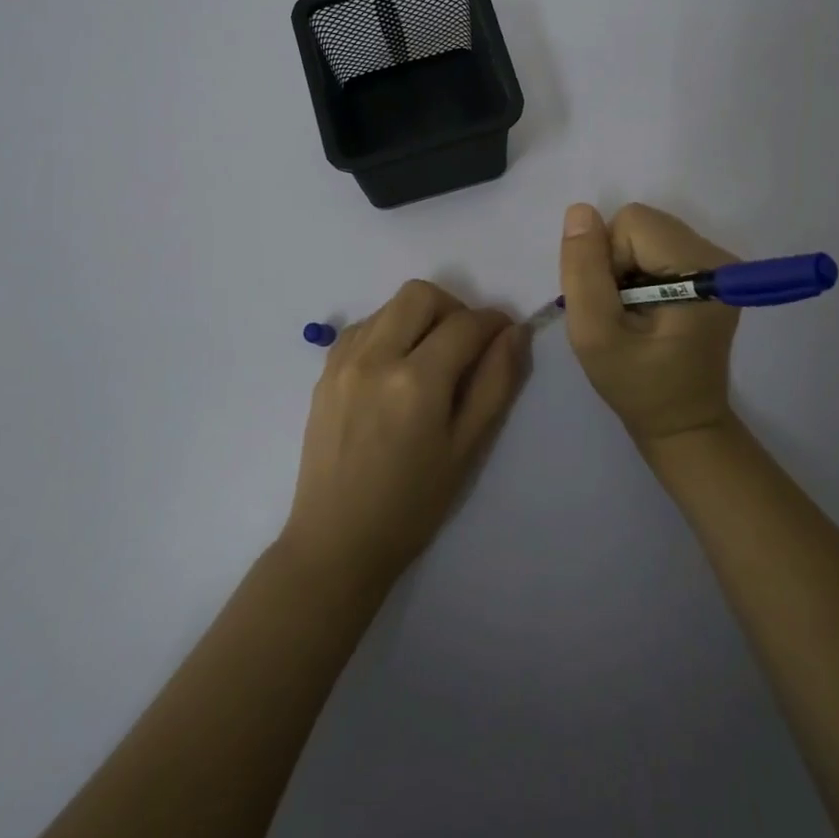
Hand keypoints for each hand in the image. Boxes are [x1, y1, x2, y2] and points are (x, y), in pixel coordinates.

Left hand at [281, 280, 529, 593]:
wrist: (336, 542)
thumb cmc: (412, 505)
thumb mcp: (467, 449)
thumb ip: (495, 383)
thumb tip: (515, 333)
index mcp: (416, 381)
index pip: (465, 324)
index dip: (493, 322)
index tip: (506, 334)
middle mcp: (375, 357)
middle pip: (420, 295)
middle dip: (453, 308)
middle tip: (466, 345)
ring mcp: (343, 361)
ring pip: (389, 306)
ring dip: (419, 318)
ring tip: (430, 358)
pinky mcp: (324, 371)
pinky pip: (362, 326)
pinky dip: (387, 330)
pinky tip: (395, 367)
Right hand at [558, 202, 740, 447]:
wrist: (682, 423)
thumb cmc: (638, 386)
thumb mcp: (595, 334)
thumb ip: (584, 271)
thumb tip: (579, 211)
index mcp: (700, 268)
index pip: (632, 224)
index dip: (607, 260)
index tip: (614, 306)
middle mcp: (716, 255)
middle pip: (640, 224)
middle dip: (616, 261)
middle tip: (621, 311)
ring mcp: (715, 262)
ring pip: (644, 232)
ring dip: (624, 267)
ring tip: (632, 313)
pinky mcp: (708, 271)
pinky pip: (654, 245)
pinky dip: (637, 271)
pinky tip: (643, 308)